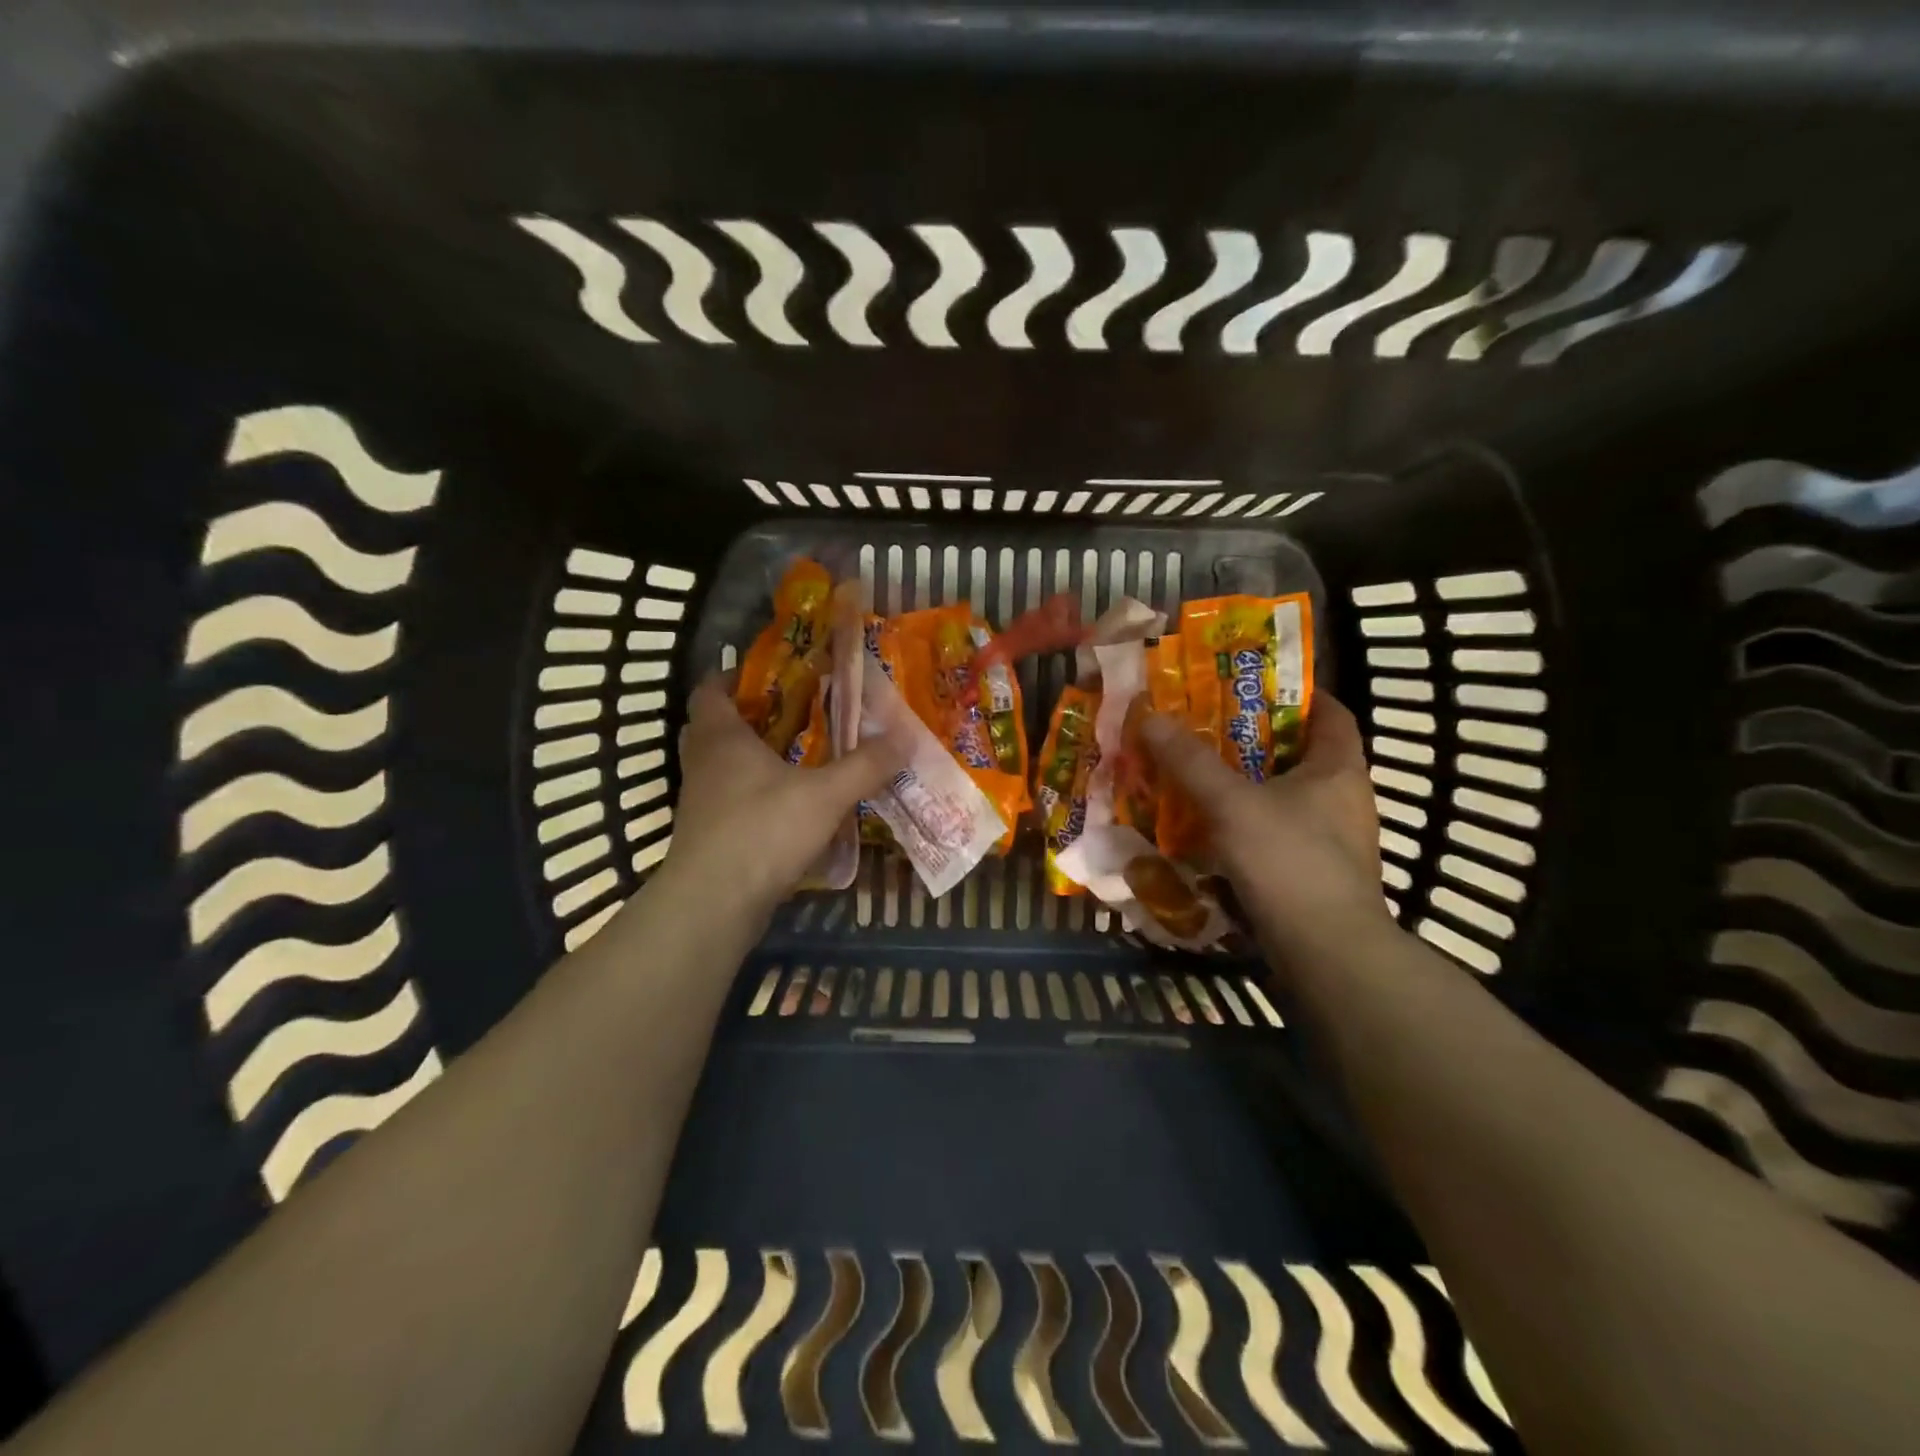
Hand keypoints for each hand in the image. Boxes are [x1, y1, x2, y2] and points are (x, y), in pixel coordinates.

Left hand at [663, 674, 902, 913]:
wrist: (713, 904)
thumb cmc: (762, 832)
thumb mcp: (825, 795)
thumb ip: (865, 765)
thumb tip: (904, 737)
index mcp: (721, 738)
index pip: (711, 689)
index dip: (734, 676)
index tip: (770, 674)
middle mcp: (702, 763)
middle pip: (714, 726)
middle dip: (749, 716)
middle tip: (791, 714)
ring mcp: (700, 802)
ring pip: (721, 766)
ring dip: (751, 758)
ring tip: (797, 757)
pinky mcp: (707, 835)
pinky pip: (729, 800)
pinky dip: (753, 794)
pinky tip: (789, 806)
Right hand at [1139, 695, 1392, 954]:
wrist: (1326, 952)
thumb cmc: (1289, 861)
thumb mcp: (1232, 804)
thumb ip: (1190, 761)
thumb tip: (1149, 716)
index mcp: (1338, 768)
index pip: (1330, 712)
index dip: (1296, 693)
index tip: (1250, 684)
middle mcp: (1343, 798)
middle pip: (1300, 753)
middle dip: (1255, 739)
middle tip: (1206, 727)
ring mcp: (1332, 839)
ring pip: (1285, 796)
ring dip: (1248, 784)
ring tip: (1200, 774)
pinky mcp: (1315, 873)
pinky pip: (1277, 832)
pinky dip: (1248, 823)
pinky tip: (1212, 827)